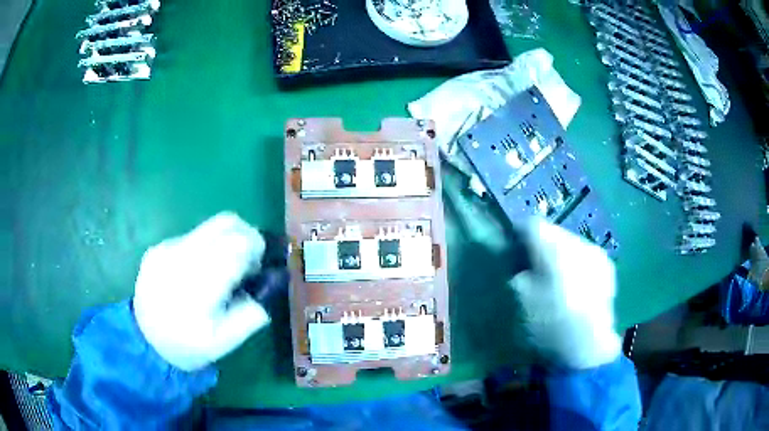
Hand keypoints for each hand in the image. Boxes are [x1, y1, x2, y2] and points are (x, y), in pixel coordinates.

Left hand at [133, 212, 273, 371]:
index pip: (237, 245)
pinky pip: (191, 236)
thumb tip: (264, 291)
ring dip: (225, 241)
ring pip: (209, 226)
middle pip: (225, 223)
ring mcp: (167, 248)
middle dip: (246, 235)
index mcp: (199, 285)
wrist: (143, 340)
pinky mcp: (158, 247)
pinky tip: (198, 272)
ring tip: (222, 268)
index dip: (256, 249)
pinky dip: (205, 247)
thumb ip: (249, 317)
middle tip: (248, 261)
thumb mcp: (223, 344)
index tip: (257, 268)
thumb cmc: (185, 346)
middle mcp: (181, 257)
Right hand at [509, 218, 620, 369]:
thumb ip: (517, 273)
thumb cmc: (550, 324)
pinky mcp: (608, 267)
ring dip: (559, 256)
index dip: (518, 237)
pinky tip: (574, 289)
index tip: (513, 255)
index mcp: (556, 247)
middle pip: (553, 232)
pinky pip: (585, 257)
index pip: (532, 224)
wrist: (589, 346)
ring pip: (570, 244)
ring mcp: (596, 253)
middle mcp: (578, 242)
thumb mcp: (521, 300)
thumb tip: (519, 263)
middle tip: (533, 271)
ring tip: (555, 282)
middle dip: (541, 247)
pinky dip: (576, 266)